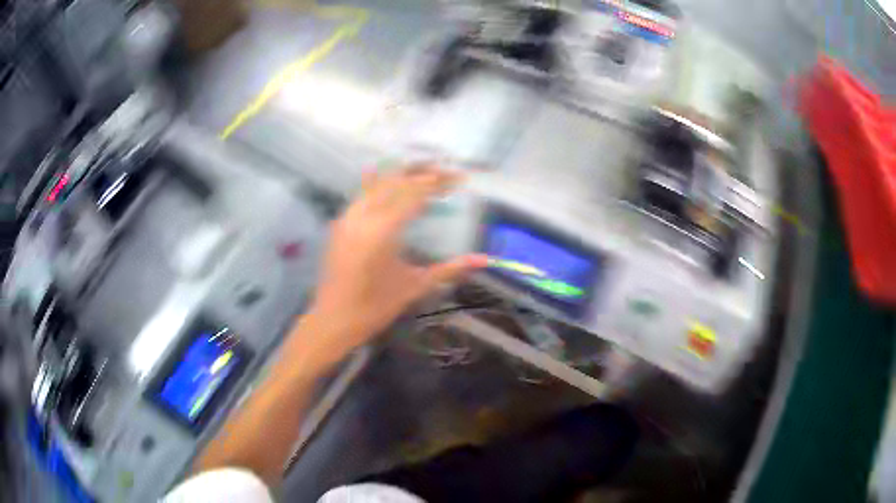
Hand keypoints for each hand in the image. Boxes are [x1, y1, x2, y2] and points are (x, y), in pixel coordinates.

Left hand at [292, 164, 486, 364]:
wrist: (334, 319)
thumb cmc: (376, 307)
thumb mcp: (415, 286)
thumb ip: (449, 269)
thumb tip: (485, 260)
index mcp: (382, 232)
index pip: (414, 194)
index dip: (438, 182)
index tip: (459, 178)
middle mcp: (363, 217)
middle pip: (396, 182)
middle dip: (422, 173)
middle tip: (446, 170)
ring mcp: (348, 217)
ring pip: (377, 184)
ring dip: (402, 175)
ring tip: (424, 172)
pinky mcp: (340, 223)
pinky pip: (362, 194)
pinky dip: (379, 184)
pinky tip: (387, 177)